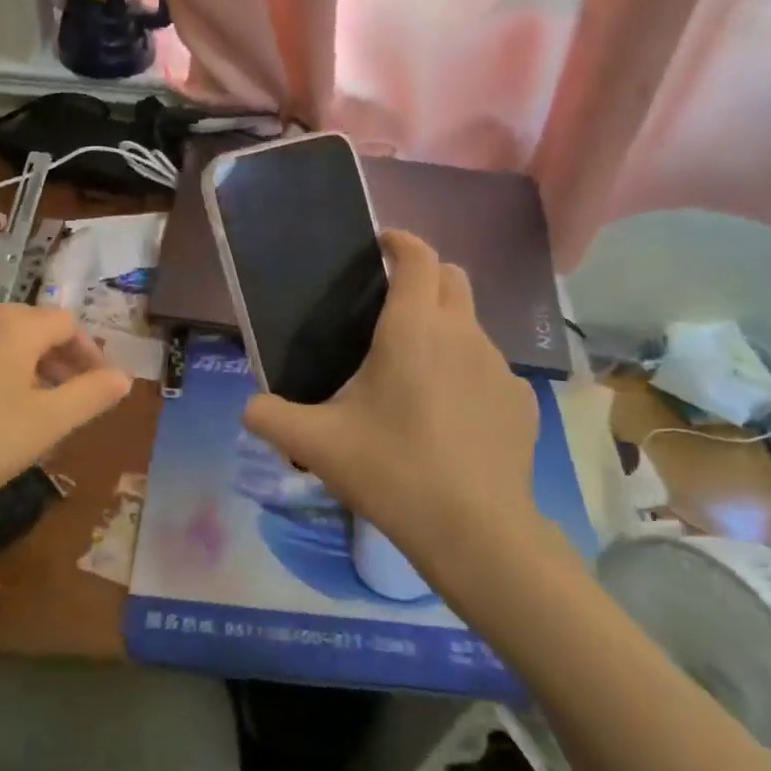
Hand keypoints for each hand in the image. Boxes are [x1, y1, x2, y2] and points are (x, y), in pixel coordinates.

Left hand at [0, 304, 129, 626]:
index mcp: (12, 326)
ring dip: (9, 362)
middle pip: (24, 325)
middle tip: (58, 397)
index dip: (88, 351)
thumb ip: (90, 396)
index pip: (65, 323)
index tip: (97, 385)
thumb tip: (123, 377)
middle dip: (50, 357)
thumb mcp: (45, 426)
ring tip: (11, 404)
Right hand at [243, 231, 574, 590]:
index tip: (381, 244)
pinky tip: (449, 417)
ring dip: (446, 329)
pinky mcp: (521, 401)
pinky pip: (489, 370)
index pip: (417, 257)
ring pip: (472, 326)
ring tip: (416, 373)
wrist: (474, 529)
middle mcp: (462, 334)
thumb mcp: (316, 444)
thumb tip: (248, 408)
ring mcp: (499, 367)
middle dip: (425, 276)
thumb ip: (270, 417)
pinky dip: (468, 375)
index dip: (400, 240)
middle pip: (453, 278)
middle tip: (393, 306)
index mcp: (413, 328)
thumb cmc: (391, 469)